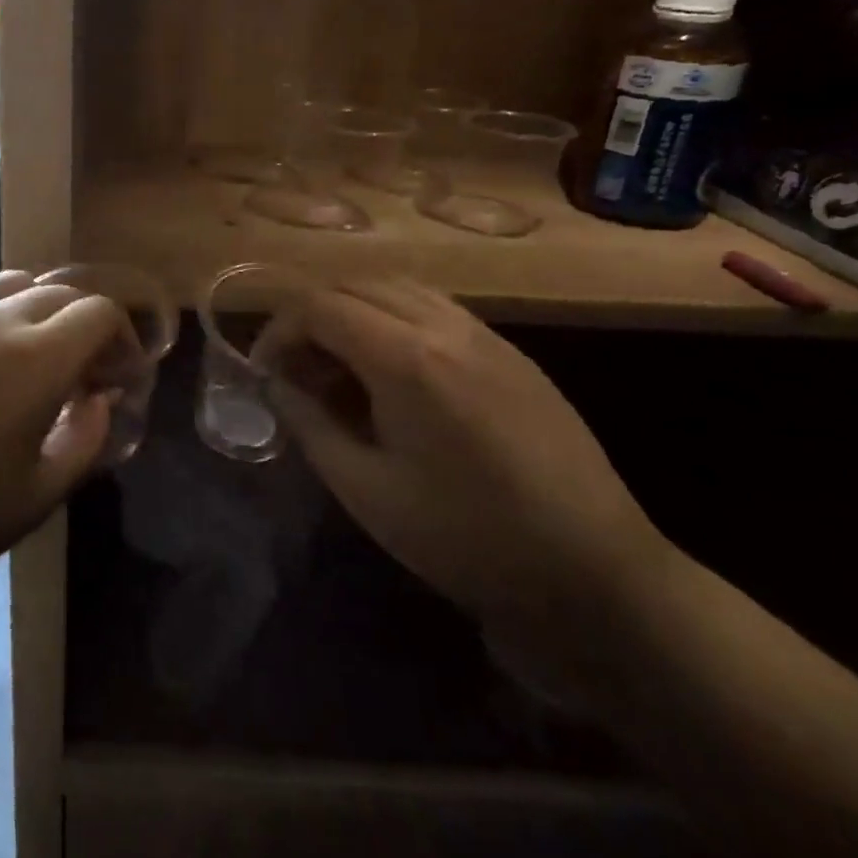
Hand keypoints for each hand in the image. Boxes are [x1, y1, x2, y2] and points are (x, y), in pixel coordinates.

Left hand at [0, 270, 132, 608]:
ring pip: (10, 285)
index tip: (118, 377)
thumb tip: (100, 399)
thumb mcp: (38, 495)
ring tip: (33, 356)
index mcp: (34, 359)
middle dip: (85, 324)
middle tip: (83, 372)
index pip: (98, 313)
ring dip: (38, 310)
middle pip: (58, 293)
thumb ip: (87, 438)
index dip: (121, 339)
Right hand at [263, 280, 673, 644]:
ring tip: (338, 364)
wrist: (593, 573)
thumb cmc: (465, 538)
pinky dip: (393, 317)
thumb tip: (279, 385)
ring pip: (397, 286)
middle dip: (310, 315)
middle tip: (295, 367)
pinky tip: (392, 370)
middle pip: (355, 284)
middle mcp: (446, 327)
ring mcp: (486, 334)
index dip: (278, 329)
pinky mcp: (511, 352)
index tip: (265, 371)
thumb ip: (310, 424)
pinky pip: (435, 307)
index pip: (320, 305)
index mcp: (407, 359)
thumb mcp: (365, 490)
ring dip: (352, 310)